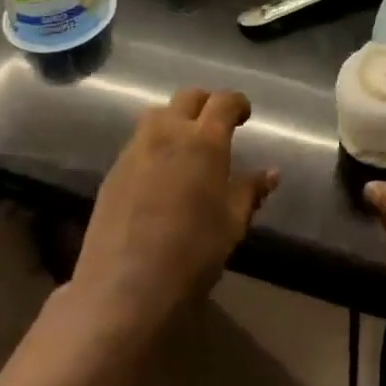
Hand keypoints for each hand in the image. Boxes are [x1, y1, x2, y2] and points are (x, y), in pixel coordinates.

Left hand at [70, 89, 277, 341]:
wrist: (126, 288)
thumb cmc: (192, 254)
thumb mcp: (232, 224)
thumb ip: (250, 191)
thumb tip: (271, 173)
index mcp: (204, 141)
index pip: (223, 101)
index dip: (237, 103)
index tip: (245, 116)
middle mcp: (167, 133)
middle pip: (187, 98)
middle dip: (206, 104)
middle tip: (217, 126)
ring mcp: (135, 150)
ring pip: (157, 115)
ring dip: (176, 119)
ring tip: (186, 146)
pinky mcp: (113, 171)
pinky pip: (138, 142)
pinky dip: (155, 144)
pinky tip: (161, 174)